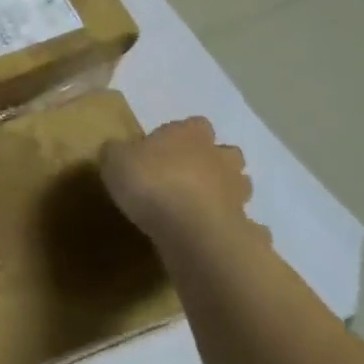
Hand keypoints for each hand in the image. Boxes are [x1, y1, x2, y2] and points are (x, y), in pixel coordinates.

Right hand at [100, 117, 255, 252]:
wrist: (190, 231)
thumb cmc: (151, 183)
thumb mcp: (115, 160)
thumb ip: (117, 152)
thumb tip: (117, 151)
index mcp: (190, 134)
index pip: (195, 124)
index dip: (182, 135)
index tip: (163, 150)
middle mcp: (220, 158)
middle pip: (226, 153)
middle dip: (213, 163)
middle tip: (188, 178)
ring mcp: (237, 193)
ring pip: (240, 186)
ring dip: (227, 193)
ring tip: (202, 208)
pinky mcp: (245, 227)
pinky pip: (249, 227)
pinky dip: (241, 231)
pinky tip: (222, 239)